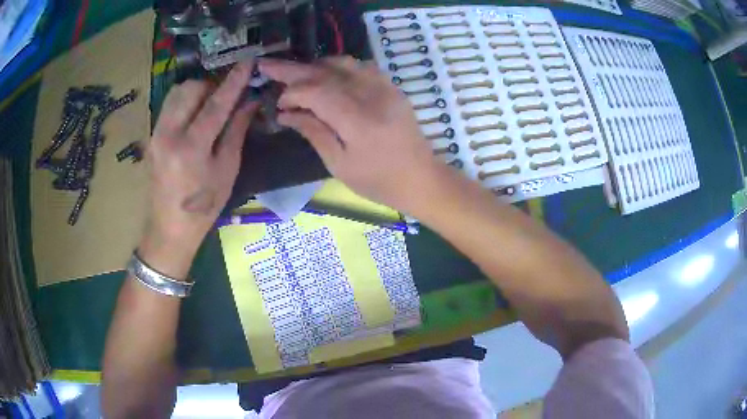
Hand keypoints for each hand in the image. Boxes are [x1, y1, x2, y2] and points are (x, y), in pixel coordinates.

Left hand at [144, 61, 257, 256]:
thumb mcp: (227, 170)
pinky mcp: (152, 136)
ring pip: (176, 93)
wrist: (169, 228)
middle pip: (190, 89)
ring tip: (209, 106)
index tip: (248, 62)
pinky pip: (169, 106)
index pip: (215, 104)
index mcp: (191, 148)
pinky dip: (185, 102)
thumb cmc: (204, 206)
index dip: (234, 81)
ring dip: (196, 91)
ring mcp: (156, 134)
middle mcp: (169, 135)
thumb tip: (249, 102)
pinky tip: (194, 117)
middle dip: (211, 85)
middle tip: (225, 98)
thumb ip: (236, 131)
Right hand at [260, 57, 441, 209]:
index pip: (316, 91)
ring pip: (343, 63)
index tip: (278, 103)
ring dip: (315, 65)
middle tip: (268, 66)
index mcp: (358, 120)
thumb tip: (285, 113)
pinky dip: (337, 67)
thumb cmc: (379, 181)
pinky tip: (326, 75)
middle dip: (293, 69)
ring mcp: (385, 88)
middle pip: (326, 72)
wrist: (421, 178)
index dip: (292, 92)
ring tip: (295, 73)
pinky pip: (360, 66)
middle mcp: (372, 96)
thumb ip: (313, 132)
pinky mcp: (391, 87)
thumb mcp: (339, 164)